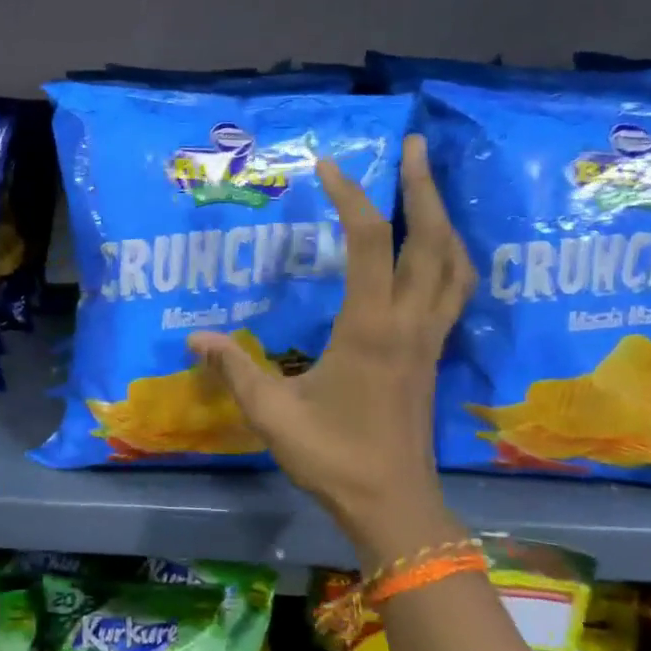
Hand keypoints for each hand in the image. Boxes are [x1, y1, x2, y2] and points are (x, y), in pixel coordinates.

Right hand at [189, 134, 474, 570]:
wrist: (392, 505)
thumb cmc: (332, 457)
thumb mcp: (271, 412)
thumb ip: (233, 368)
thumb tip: (194, 339)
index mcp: (369, 328)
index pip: (371, 243)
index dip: (352, 197)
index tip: (328, 166)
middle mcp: (409, 323)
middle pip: (432, 240)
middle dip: (424, 187)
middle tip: (413, 146)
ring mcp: (430, 339)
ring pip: (456, 264)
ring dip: (445, 218)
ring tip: (428, 187)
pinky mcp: (434, 354)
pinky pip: (456, 291)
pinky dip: (451, 257)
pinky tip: (436, 251)